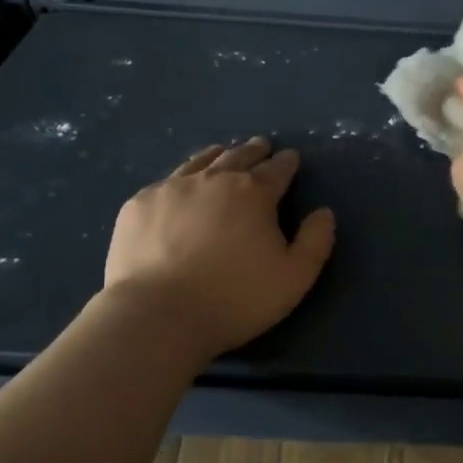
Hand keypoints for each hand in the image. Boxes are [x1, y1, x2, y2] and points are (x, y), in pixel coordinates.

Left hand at [103, 136, 336, 358]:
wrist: (157, 315)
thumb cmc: (234, 299)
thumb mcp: (294, 278)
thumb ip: (316, 242)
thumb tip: (324, 212)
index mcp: (254, 193)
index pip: (277, 169)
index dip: (287, 163)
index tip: (290, 159)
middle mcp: (214, 179)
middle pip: (239, 156)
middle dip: (254, 151)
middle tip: (261, 146)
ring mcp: (172, 188)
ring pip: (200, 162)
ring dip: (217, 155)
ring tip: (223, 152)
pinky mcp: (139, 205)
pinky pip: (165, 182)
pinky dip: (180, 180)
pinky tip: (179, 189)